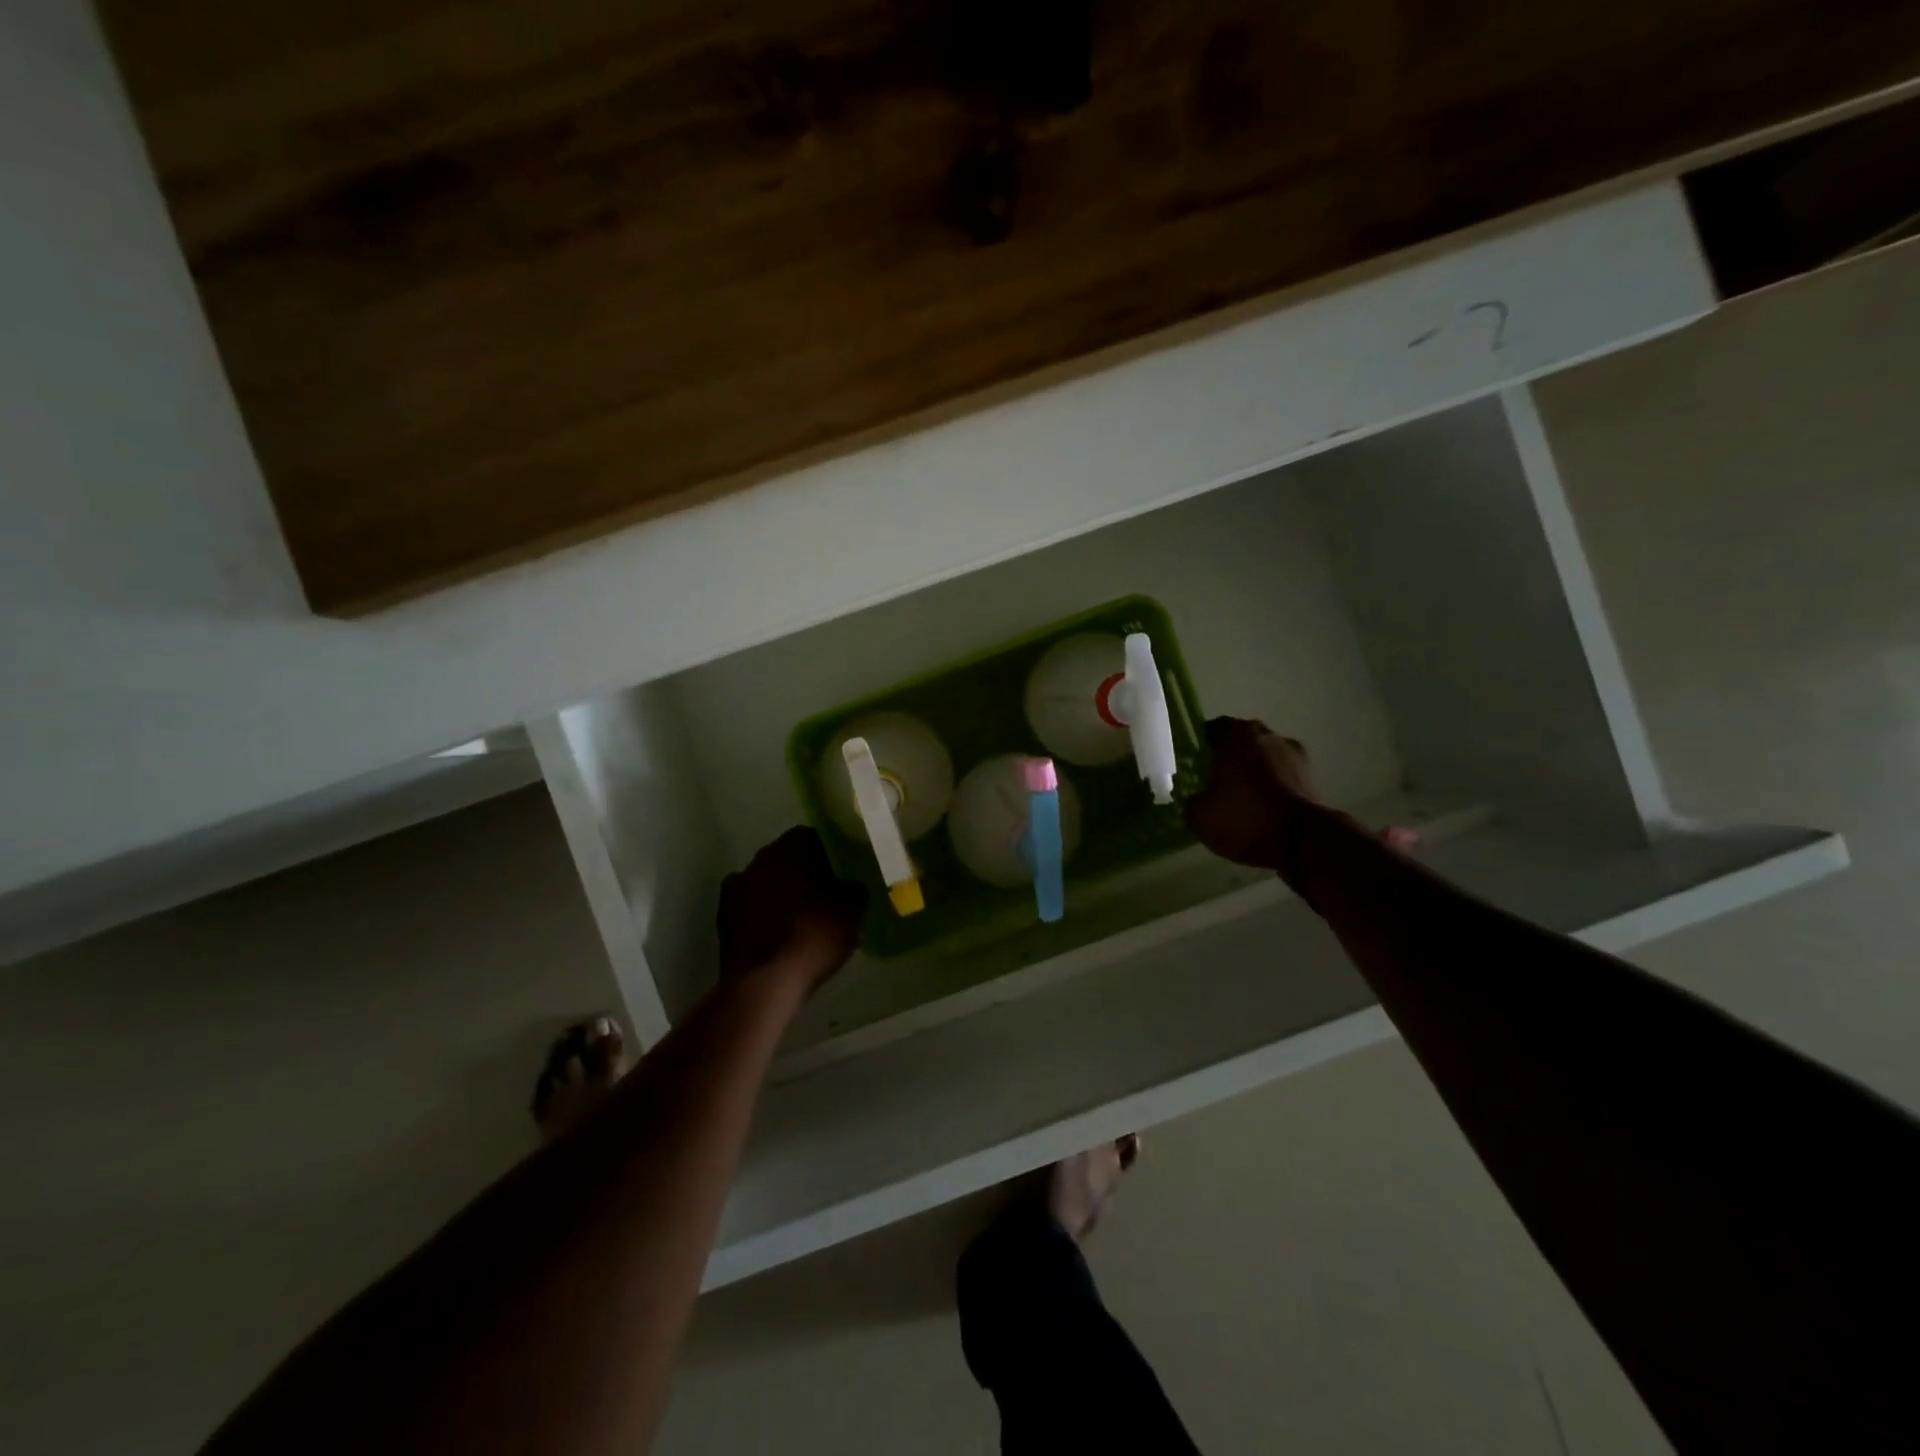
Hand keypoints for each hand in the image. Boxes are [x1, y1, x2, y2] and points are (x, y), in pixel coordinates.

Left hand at [717, 827, 866, 990]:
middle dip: (804, 873)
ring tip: (806, 918)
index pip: (809, 836)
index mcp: (784, 851)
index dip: (829, 851)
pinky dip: (767, 918)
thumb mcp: (851, 910)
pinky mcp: (723, 924)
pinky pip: (753, 911)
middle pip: (785, 860)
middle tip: (828, 893)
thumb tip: (851, 885)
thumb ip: (854, 888)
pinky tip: (784, 937)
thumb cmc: (811, 936)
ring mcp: (734, 893)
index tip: (843, 869)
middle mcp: (754, 863)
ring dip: (783, 896)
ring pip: (766, 885)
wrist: (764, 985)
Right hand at [1181, 717, 1319, 872]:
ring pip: (1265, 758)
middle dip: (1229, 757)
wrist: (1303, 841)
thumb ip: (1189, 802)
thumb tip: (1192, 799)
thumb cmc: (1244, 818)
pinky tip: (1262, 809)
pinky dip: (1272, 787)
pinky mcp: (1312, 778)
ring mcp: (1294, 755)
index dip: (1201, 745)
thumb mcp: (1200, 817)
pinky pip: (1282, 776)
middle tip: (1214, 781)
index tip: (1194, 764)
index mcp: (1236, 735)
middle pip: (1242, 741)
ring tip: (1240, 798)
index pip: (1213, 729)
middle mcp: (1267, 736)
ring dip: (1254, 772)